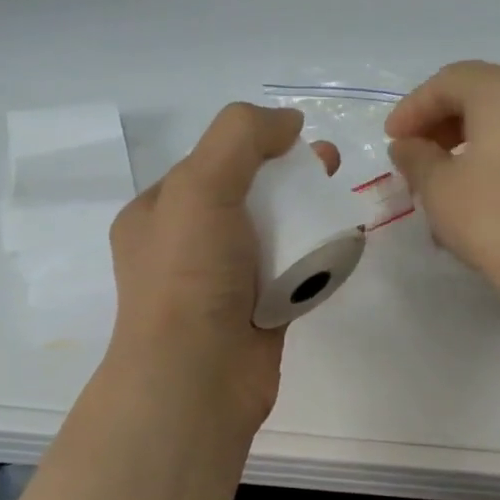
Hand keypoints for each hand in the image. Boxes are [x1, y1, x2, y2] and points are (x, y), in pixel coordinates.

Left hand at [106, 103, 330, 435]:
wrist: (197, 377)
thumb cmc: (189, 276)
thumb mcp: (201, 185)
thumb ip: (241, 137)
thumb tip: (287, 122)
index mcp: (157, 214)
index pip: (207, 165)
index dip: (252, 145)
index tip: (296, 140)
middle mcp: (185, 248)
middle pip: (245, 198)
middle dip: (287, 177)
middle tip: (330, 166)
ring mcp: (221, 285)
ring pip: (271, 237)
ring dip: (306, 217)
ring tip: (342, 203)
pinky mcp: (256, 316)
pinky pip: (290, 275)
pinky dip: (313, 259)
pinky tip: (340, 247)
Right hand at [386, 61, 499, 304]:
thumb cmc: (494, 219)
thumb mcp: (439, 188)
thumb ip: (416, 158)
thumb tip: (407, 145)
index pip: (448, 81)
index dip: (413, 108)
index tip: (391, 140)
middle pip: (480, 92)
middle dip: (441, 121)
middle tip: (415, 155)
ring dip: (467, 139)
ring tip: (443, 176)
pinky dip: (496, 152)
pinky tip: (479, 189)